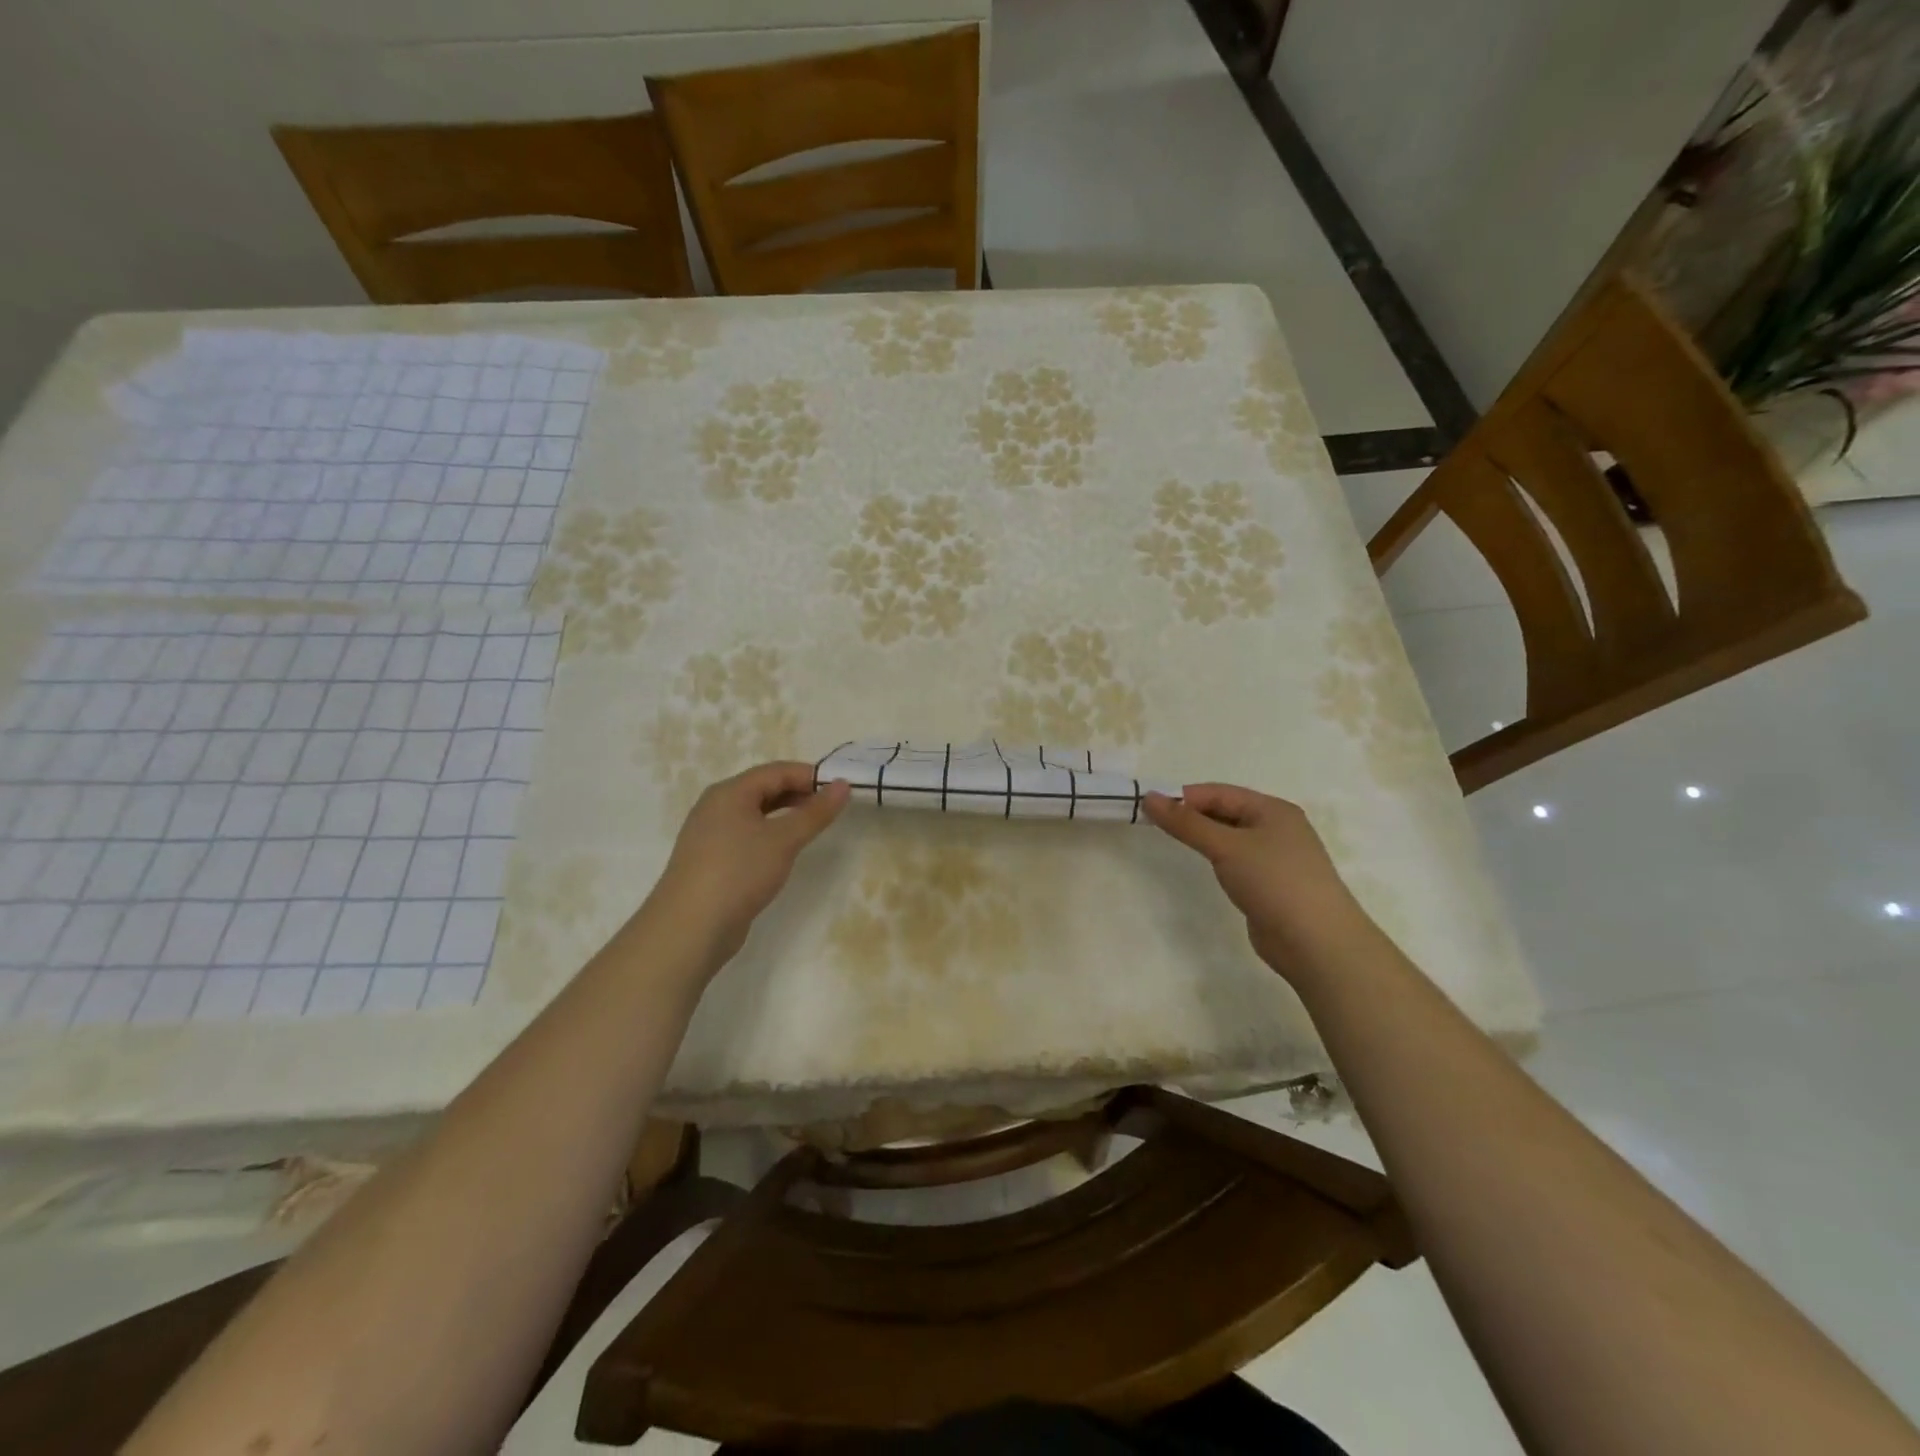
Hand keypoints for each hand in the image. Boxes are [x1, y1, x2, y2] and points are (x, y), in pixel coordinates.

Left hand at [652, 762, 850, 966]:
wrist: (690, 927)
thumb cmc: (739, 872)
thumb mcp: (784, 840)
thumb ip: (815, 812)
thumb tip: (843, 785)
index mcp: (730, 792)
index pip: (776, 771)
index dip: (810, 775)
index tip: (840, 789)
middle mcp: (716, 807)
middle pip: (763, 789)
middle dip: (798, 794)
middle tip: (831, 808)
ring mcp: (710, 835)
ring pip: (754, 814)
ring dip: (785, 815)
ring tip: (812, 828)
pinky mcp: (711, 860)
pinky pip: (746, 835)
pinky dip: (769, 835)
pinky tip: (783, 852)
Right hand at [1143, 784, 1373, 979]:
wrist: (1317, 942)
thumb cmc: (1274, 882)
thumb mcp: (1226, 847)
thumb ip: (1186, 823)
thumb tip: (1149, 797)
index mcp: (1273, 809)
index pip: (1219, 792)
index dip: (1184, 797)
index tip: (1150, 809)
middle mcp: (1278, 828)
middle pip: (1226, 812)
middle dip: (1193, 816)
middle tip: (1156, 826)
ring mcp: (1277, 857)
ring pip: (1232, 837)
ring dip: (1205, 837)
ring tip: (1175, 843)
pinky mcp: (1272, 884)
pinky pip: (1238, 861)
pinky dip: (1218, 859)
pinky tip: (1206, 868)